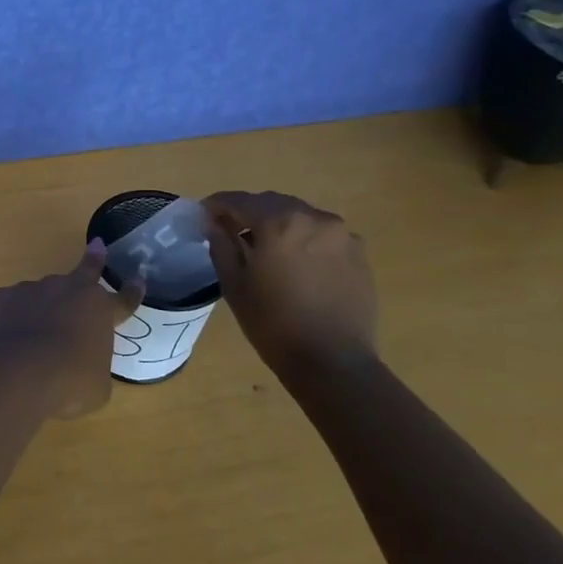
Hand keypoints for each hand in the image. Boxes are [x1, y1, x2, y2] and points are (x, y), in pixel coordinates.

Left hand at [0, 241, 144, 417]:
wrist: (14, 372)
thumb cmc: (67, 382)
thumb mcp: (96, 385)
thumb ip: (93, 366)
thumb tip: (83, 365)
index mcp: (98, 310)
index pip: (123, 300)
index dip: (132, 292)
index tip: (137, 279)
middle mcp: (66, 290)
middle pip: (84, 272)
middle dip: (94, 259)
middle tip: (97, 247)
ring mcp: (29, 290)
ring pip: (40, 295)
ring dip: (40, 310)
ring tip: (30, 341)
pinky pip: (7, 308)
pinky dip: (8, 321)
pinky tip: (3, 342)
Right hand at [201, 191, 377, 374]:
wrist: (333, 362)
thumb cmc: (273, 324)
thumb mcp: (234, 285)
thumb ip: (221, 245)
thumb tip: (213, 223)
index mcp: (279, 223)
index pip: (239, 201)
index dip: (217, 205)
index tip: (204, 214)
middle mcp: (313, 217)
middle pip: (272, 203)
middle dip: (249, 212)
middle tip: (231, 231)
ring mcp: (341, 233)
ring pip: (300, 216)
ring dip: (278, 223)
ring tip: (265, 248)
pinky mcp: (358, 252)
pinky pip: (322, 234)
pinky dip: (303, 239)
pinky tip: (296, 263)